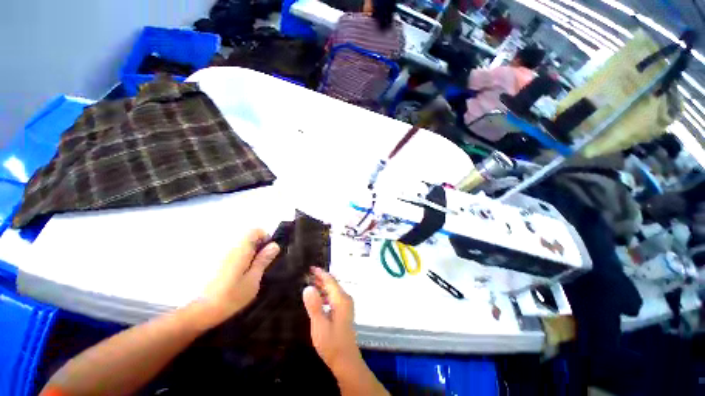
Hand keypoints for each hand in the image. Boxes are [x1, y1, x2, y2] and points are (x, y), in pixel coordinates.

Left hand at [200, 229, 279, 326]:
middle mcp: (229, 247)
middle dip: (256, 247)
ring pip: (238, 247)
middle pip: (247, 238)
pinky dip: (236, 260)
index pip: (255, 231)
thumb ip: (263, 260)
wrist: (198, 312)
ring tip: (247, 273)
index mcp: (241, 249)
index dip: (265, 238)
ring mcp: (218, 254)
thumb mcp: (253, 280)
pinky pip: (229, 255)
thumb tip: (274, 245)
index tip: (268, 252)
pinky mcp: (210, 263)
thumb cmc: (230, 297)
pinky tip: (234, 277)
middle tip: (259, 265)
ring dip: (246, 254)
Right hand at [303, 267, 360, 372]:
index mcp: (341, 300)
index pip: (330, 281)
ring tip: (309, 284)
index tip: (311, 267)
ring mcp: (345, 306)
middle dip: (320, 278)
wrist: (346, 361)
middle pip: (332, 284)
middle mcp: (345, 299)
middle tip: (307, 275)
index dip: (320, 273)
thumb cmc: (332, 344)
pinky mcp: (343, 312)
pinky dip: (325, 294)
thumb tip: (308, 287)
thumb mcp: (319, 325)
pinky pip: (333, 297)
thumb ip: (314, 305)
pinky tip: (317, 298)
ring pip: (333, 291)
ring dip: (322, 286)